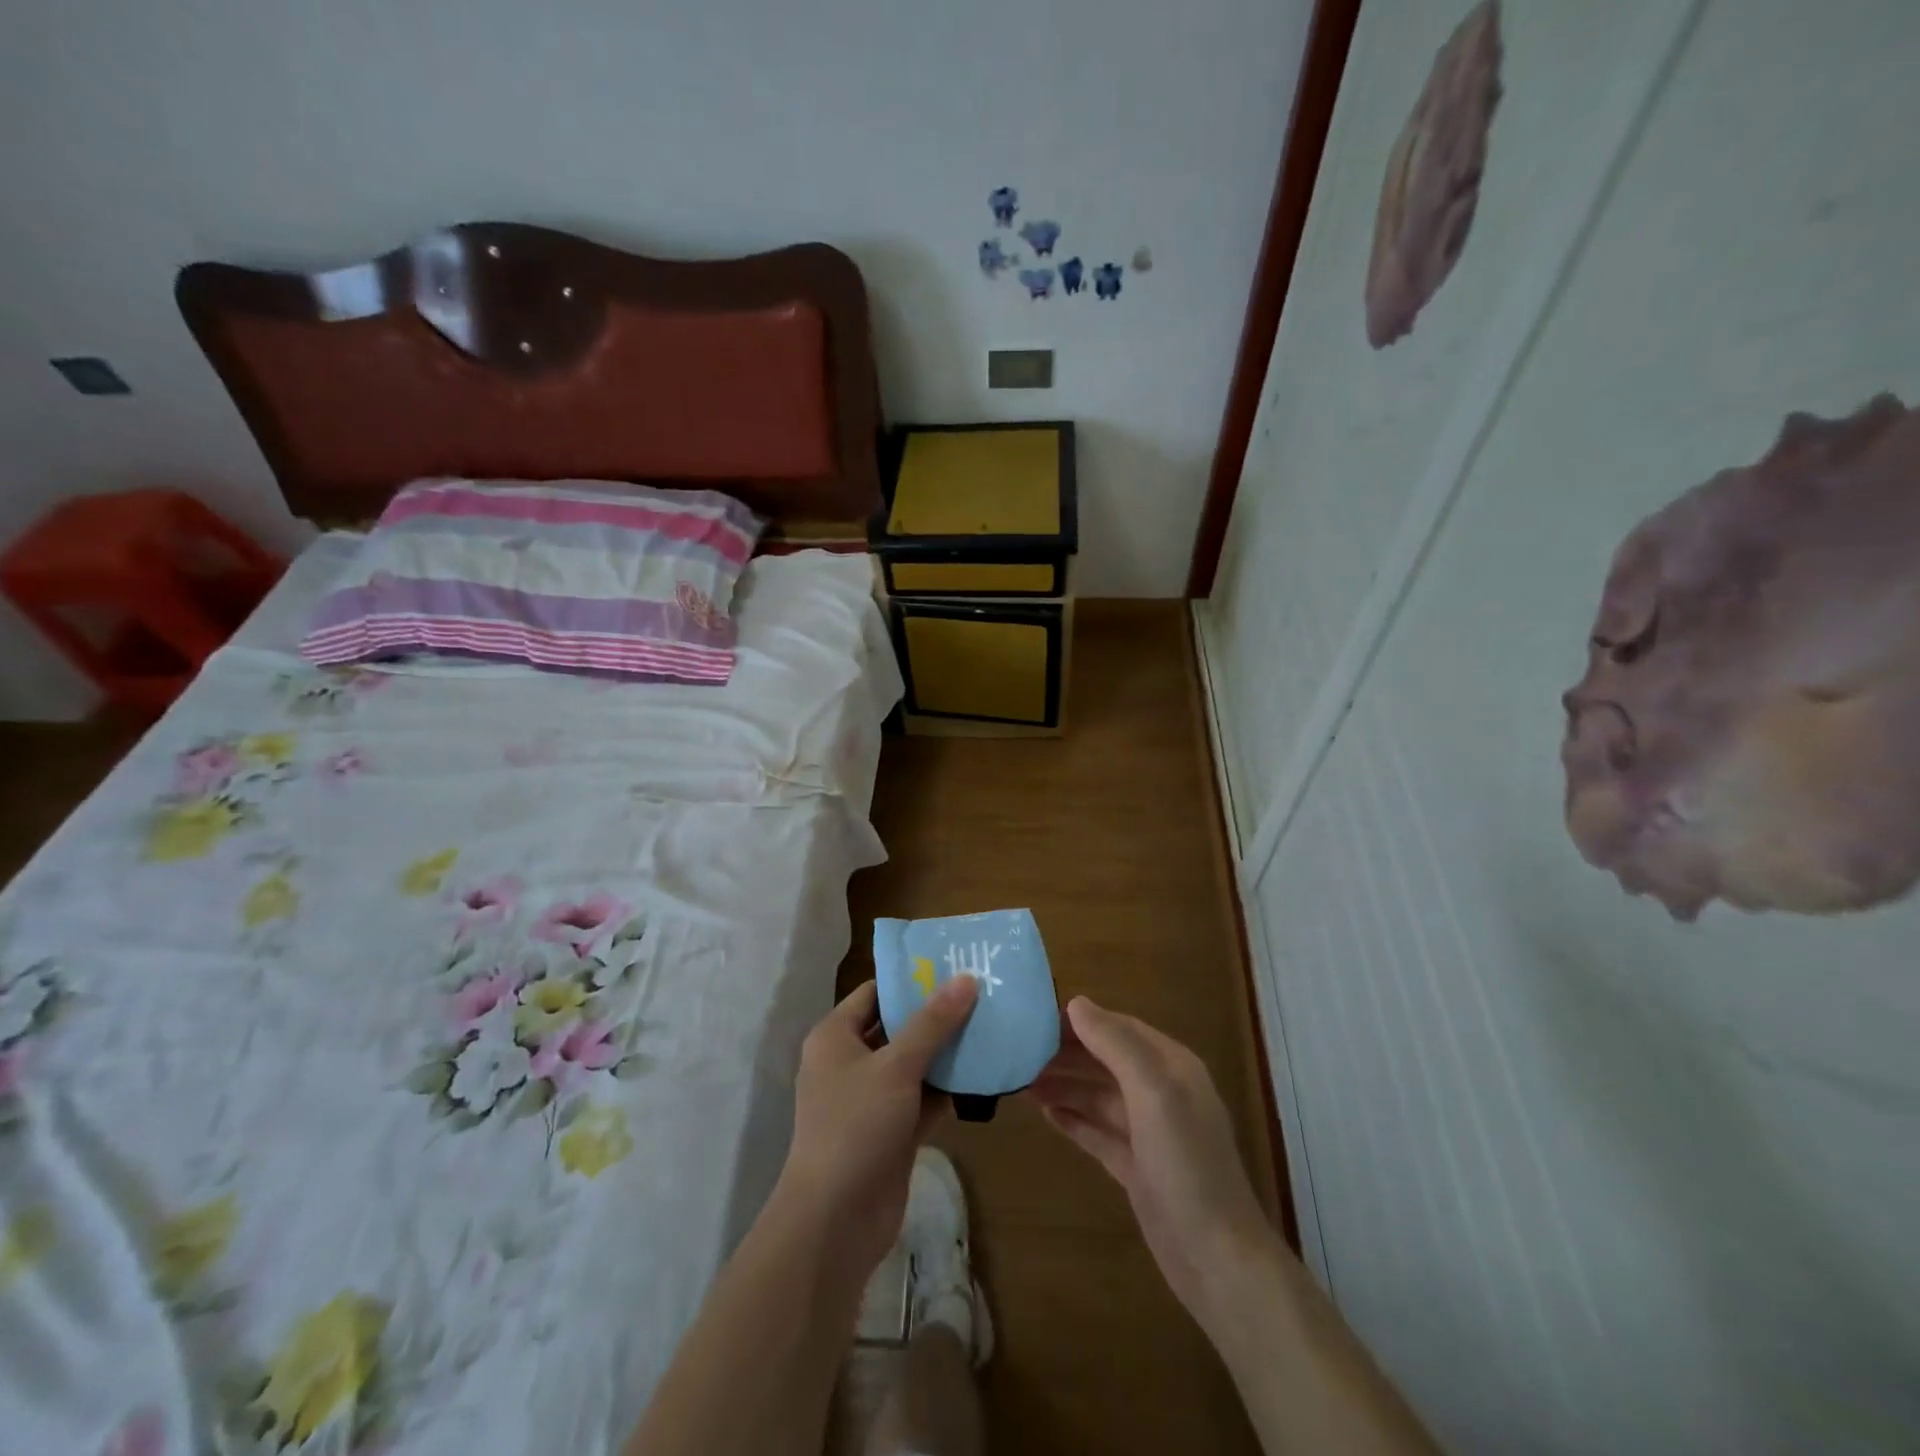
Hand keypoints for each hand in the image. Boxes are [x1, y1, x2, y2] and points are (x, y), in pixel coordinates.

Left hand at [775, 976, 978, 1279]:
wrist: (835, 1221)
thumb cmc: (856, 1126)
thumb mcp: (896, 1066)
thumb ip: (932, 1023)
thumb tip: (966, 979)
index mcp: (835, 1037)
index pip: (874, 993)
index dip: (911, 980)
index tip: (953, 968)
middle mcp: (849, 1063)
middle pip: (897, 1027)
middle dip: (936, 1015)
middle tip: (981, 994)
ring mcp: (870, 1100)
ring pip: (913, 1065)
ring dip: (946, 1053)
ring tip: (990, 1026)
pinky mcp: (891, 1132)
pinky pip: (922, 1099)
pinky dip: (947, 1089)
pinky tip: (983, 1074)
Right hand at [1028, 996, 1274, 1331]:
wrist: (1217, 1259)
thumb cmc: (1186, 1164)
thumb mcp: (1153, 1093)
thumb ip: (1115, 1045)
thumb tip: (1076, 1003)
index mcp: (1172, 1066)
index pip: (1120, 1027)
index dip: (1082, 1021)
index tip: (1037, 1018)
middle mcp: (1161, 1092)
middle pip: (1107, 1060)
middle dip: (1068, 1053)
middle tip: (1021, 1050)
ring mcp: (1149, 1132)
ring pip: (1099, 1095)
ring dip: (1065, 1085)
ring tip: (1023, 1079)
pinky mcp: (1136, 1167)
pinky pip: (1098, 1131)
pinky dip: (1073, 1119)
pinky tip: (1045, 1112)